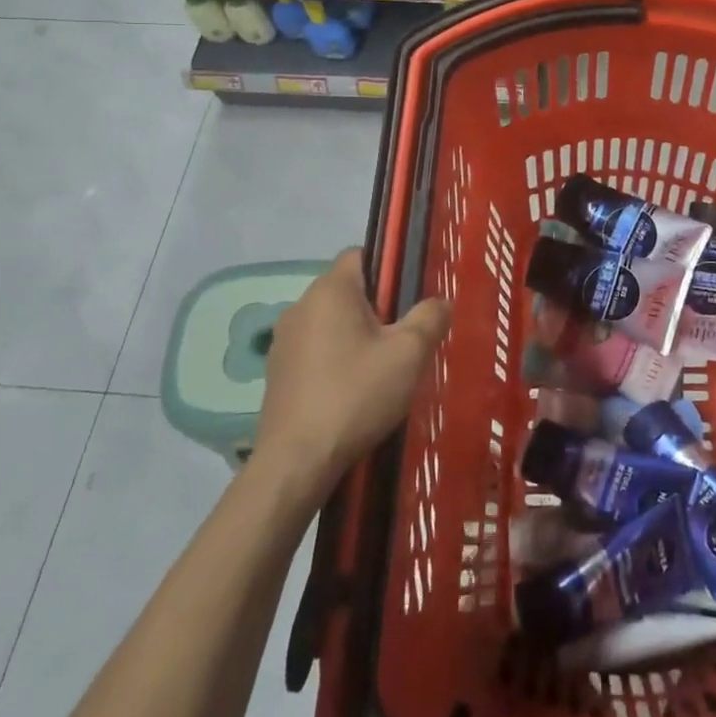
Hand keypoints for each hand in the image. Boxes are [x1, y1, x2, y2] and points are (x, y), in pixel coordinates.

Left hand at [253, 249, 450, 502]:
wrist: (296, 462)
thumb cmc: (356, 395)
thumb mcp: (409, 353)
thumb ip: (430, 317)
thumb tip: (439, 302)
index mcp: (330, 290)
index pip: (361, 254)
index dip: (390, 269)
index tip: (410, 299)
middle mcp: (300, 305)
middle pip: (348, 290)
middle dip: (378, 308)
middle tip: (405, 339)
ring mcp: (284, 340)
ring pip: (332, 322)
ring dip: (357, 336)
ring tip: (382, 369)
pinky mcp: (276, 372)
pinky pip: (316, 350)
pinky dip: (336, 359)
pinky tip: (353, 391)